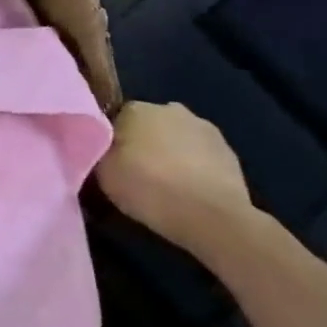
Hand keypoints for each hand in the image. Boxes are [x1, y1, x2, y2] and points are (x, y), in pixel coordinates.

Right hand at [95, 102, 253, 252]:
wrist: (213, 218)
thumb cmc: (149, 188)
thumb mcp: (101, 172)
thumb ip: (96, 151)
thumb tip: (97, 145)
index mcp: (136, 108)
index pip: (114, 119)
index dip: (110, 141)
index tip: (108, 163)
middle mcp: (170, 109)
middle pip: (147, 126)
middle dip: (142, 143)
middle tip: (135, 173)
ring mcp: (205, 129)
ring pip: (176, 139)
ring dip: (170, 154)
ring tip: (165, 186)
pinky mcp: (230, 153)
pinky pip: (200, 157)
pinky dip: (193, 169)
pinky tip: (189, 192)